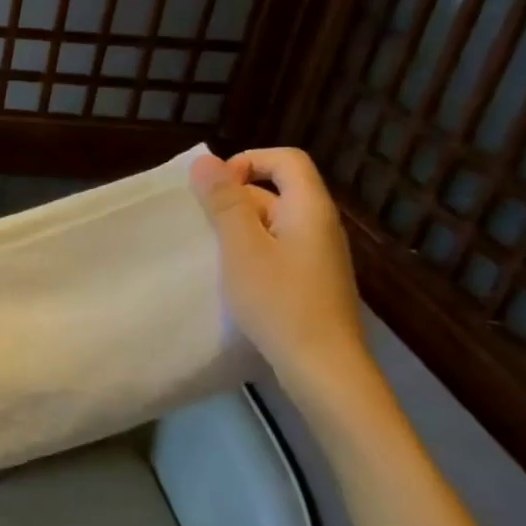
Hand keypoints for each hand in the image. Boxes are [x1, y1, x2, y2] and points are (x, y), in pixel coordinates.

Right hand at [189, 147, 368, 384]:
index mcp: (309, 208)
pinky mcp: (310, 279)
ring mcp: (317, 254)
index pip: (285, 160)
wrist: (322, 366)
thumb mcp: (241, 248)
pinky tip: (233, 276)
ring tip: (212, 252)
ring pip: (272, 221)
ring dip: (238, 228)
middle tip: (203, 226)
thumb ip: (224, 202)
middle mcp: (319, 224)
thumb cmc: (279, 301)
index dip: (247, 162)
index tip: (214, 189)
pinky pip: (276, 247)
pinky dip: (250, 251)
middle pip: (276, 189)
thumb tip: (206, 159)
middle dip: (234, 199)